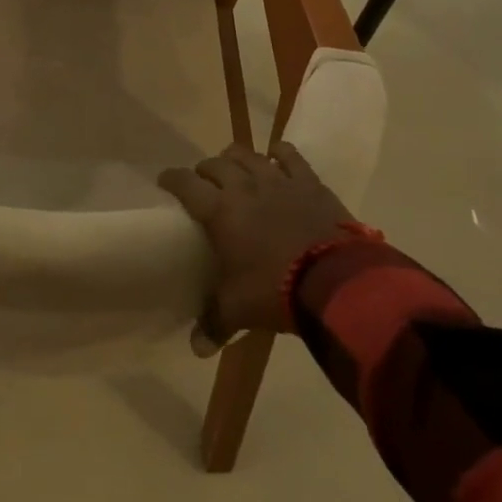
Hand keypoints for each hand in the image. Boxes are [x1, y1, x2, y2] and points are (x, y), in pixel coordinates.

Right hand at [157, 142, 359, 354]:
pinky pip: (290, 156)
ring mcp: (277, 180)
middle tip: (203, 183)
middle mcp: (244, 187)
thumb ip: (214, 322)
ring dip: (236, 158)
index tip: (164, 180)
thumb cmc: (277, 291)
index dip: (172, 179)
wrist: (337, 281)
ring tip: (234, 167)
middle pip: (216, 164)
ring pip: (248, 155)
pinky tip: (276, 155)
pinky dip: (279, 153)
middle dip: (205, 170)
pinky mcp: (308, 182)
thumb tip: (197, 348)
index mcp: (220, 211)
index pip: (186, 184)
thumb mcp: (240, 310)